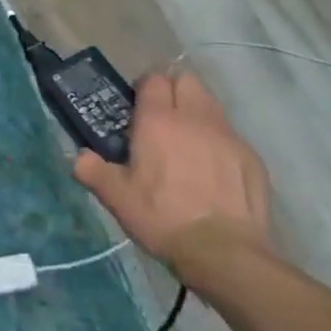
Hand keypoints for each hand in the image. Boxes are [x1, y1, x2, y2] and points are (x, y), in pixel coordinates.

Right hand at [73, 70, 271, 277]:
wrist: (224, 252)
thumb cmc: (162, 218)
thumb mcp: (117, 198)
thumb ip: (93, 170)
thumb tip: (80, 157)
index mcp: (158, 120)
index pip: (154, 79)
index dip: (145, 87)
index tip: (137, 106)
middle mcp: (194, 117)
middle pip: (187, 80)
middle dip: (174, 90)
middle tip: (162, 118)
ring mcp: (227, 135)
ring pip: (211, 104)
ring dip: (197, 112)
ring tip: (188, 143)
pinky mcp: (251, 157)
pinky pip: (231, 135)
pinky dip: (219, 142)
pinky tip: (214, 171)